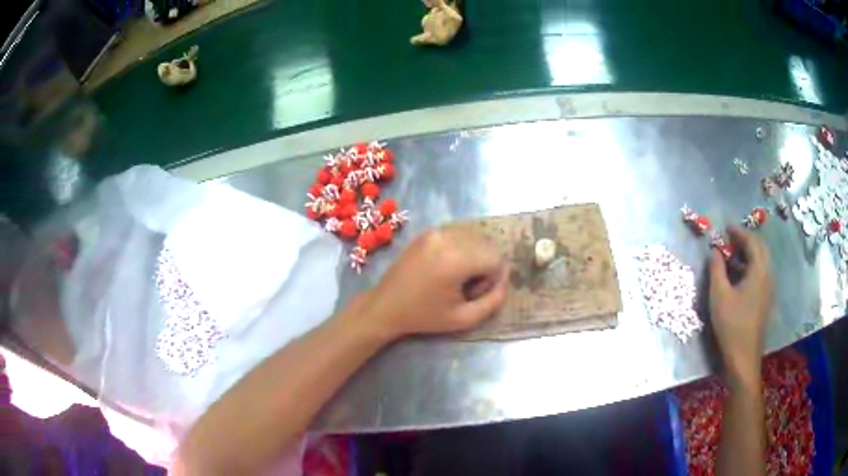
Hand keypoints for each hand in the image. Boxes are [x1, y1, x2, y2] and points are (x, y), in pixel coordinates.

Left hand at [358, 227, 508, 339]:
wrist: (385, 306)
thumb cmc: (424, 316)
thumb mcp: (464, 319)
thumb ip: (494, 301)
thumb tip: (505, 279)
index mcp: (456, 259)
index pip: (496, 259)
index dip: (493, 279)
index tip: (474, 294)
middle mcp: (447, 237)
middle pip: (488, 245)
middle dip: (485, 266)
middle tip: (465, 287)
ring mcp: (436, 231)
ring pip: (475, 237)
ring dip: (475, 255)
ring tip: (456, 276)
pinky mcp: (428, 231)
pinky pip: (459, 234)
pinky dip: (462, 248)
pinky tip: (447, 266)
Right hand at [709, 227, 772, 379]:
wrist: (743, 357)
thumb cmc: (731, 325)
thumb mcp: (719, 296)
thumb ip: (716, 269)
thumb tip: (715, 251)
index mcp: (759, 271)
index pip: (752, 242)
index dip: (739, 232)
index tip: (726, 228)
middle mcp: (767, 276)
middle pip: (760, 249)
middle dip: (745, 241)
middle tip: (730, 240)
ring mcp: (768, 289)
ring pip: (761, 262)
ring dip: (748, 254)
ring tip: (731, 257)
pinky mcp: (764, 301)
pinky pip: (760, 275)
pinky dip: (749, 268)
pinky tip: (738, 277)